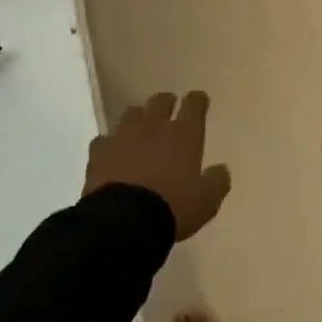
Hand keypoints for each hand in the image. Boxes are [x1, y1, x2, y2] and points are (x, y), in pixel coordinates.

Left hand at [84, 91, 230, 241]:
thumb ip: (217, 182)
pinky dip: (111, 143)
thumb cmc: (172, 208)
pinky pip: (105, 139)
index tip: (199, 100)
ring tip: (140, 128)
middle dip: (166, 102)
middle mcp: (154, 126)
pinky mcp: (99, 150)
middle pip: (160, 101)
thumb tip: (222, 170)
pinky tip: (112, 153)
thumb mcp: (206, 201)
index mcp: (183, 134)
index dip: (197, 100)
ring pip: (131, 113)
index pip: (194, 105)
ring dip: (138, 118)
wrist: (124, 221)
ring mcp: (123, 135)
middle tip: (169, 108)